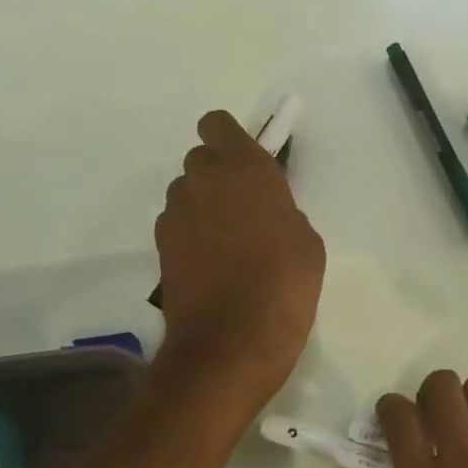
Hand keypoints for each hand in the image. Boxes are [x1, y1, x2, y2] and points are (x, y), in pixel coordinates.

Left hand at [154, 111, 324, 405]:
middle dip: (219, 176)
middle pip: (200, 159)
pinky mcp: (161, 248)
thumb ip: (281, 210)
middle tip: (245, 208)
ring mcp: (176, 215)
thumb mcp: (306, 241)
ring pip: (186, 193)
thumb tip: (264, 213)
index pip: (217, 125)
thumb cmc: (284, 284)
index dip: (230, 139)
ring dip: (204, 205)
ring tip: (229, 243)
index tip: (248, 164)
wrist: (232, 342)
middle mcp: (203, 182)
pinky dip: (192, 235)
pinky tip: (213, 266)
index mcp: (245, 169)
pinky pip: (178, 225)